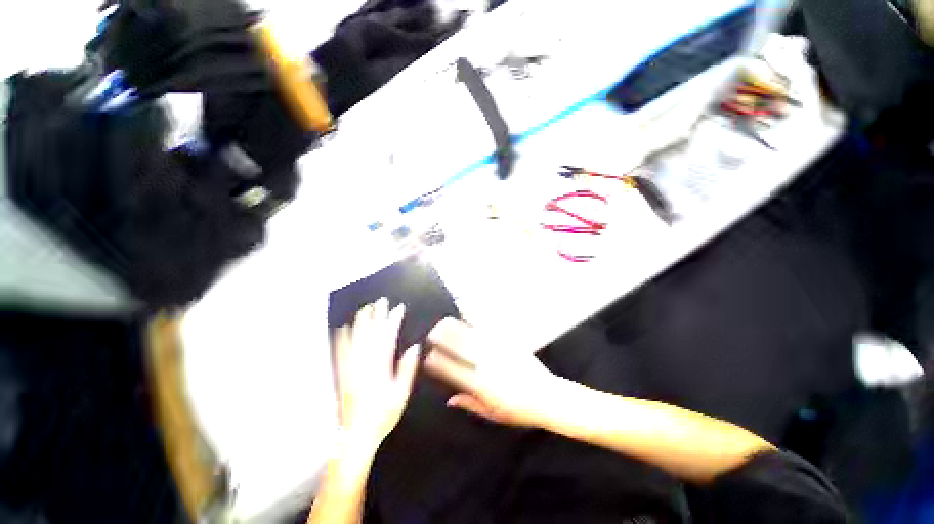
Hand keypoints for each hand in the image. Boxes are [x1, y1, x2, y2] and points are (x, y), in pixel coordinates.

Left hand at [333, 298, 419, 451]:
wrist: (356, 436)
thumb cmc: (382, 415)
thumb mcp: (401, 394)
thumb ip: (406, 369)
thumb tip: (413, 347)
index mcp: (381, 367)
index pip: (388, 337)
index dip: (393, 320)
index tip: (398, 308)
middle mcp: (364, 363)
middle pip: (371, 333)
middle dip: (377, 315)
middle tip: (381, 301)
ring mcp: (350, 367)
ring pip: (356, 339)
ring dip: (361, 322)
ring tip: (366, 308)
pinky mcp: (342, 373)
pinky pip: (341, 352)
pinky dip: (342, 339)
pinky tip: (342, 328)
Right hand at [424, 318, 561, 427]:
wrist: (546, 396)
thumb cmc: (519, 410)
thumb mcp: (492, 414)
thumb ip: (469, 404)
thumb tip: (449, 400)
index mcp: (479, 385)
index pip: (451, 369)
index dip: (437, 362)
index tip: (428, 357)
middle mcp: (485, 364)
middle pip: (458, 347)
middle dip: (442, 338)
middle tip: (432, 333)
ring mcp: (496, 350)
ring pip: (470, 334)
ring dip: (454, 327)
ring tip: (444, 322)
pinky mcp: (506, 342)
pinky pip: (487, 328)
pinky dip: (474, 321)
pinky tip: (467, 315)